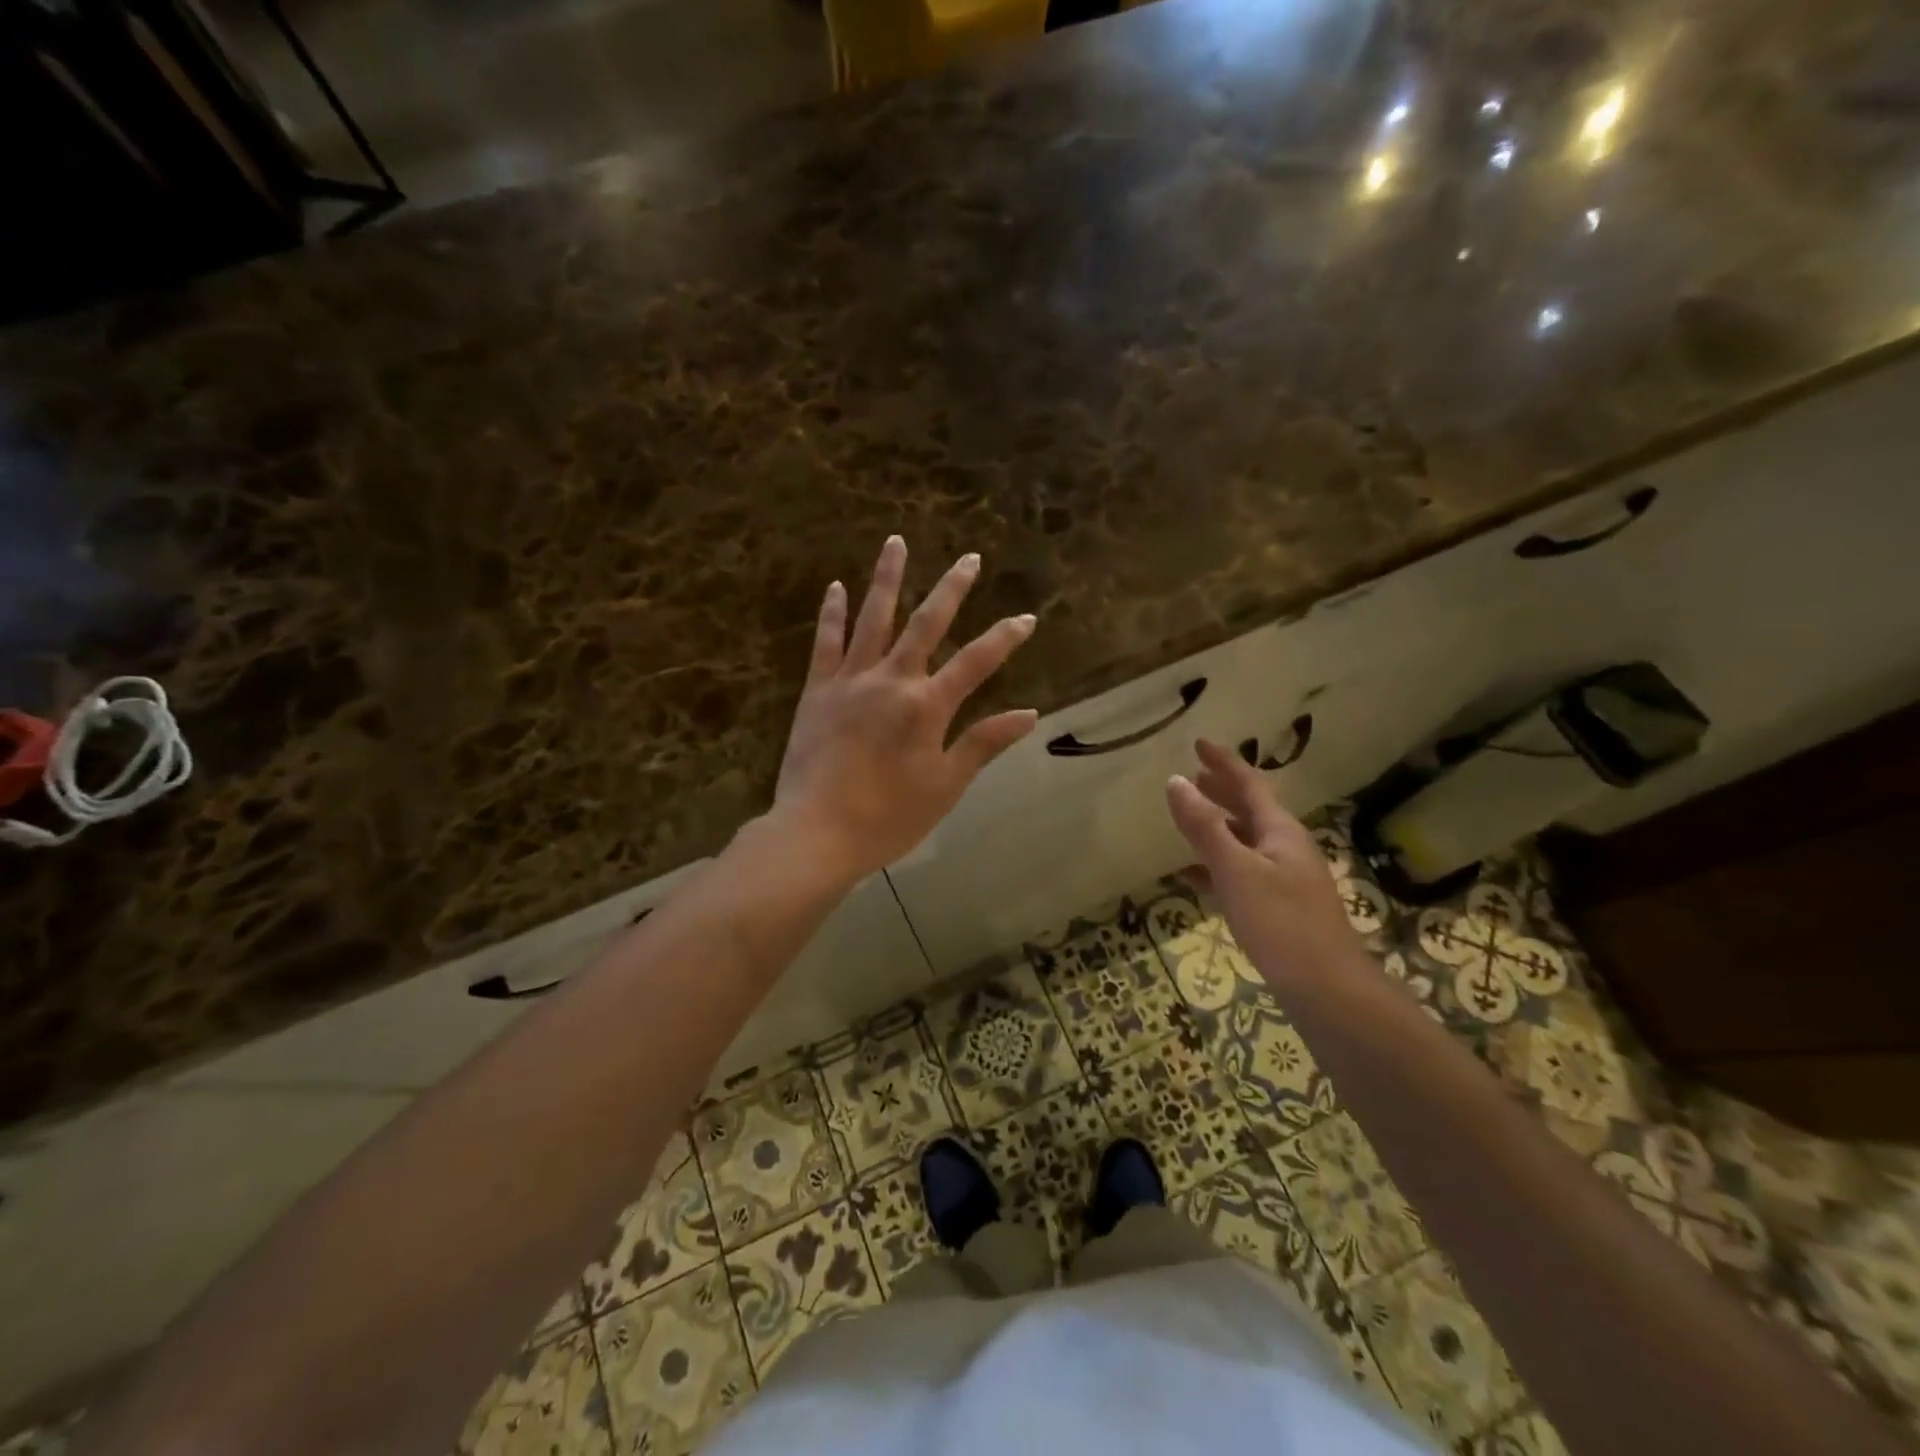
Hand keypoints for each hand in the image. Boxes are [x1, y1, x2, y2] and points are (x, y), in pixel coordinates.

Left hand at [771, 536, 1038, 882]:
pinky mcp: (816, 691)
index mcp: (927, 706)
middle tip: (969, 558)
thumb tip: (1028, 714)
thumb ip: (983, 743)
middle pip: (927, 624)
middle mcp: (891, 680)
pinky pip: (826, 643)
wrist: (816, 832)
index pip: (977, 662)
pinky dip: (833, 613)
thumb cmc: (888, 817)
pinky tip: (837, 587)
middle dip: (952, 589)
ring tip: (895, 541)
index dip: (1005, 638)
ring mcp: (850, 681)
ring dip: (887, 578)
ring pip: (873, 619)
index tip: (1027, 617)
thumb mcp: (946, 786)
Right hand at [1165, 739, 1370, 990]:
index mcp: (1280, 832)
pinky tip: (1194, 876)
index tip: (1198, 743)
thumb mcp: (1236, 871)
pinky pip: (1242, 872)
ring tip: (1190, 816)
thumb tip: (1175, 781)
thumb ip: (1205, 827)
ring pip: (1246, 840)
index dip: (1224, 762)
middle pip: (1251, 809)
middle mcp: (1286, 848)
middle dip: (1223, 790)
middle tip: (1193, 775)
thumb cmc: (1281, 924)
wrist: (1328, 991)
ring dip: (1219, 825)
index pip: (1250, 784)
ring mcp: (1285, 880)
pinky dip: (1217, 864)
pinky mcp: (1279, 908)